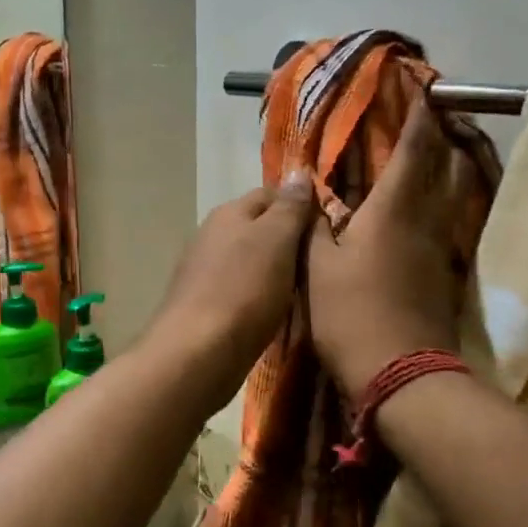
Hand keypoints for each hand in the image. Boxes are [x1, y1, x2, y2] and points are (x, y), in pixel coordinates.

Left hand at [146, 173, 317, 406]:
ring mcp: (203, 272)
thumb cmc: (245, 290)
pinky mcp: (203, 306)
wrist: (198, 352)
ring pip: (248, 260)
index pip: (271, 194)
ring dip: (273, 270)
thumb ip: (289, 207)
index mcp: (229, 213)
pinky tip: (273, 311)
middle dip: (287, 240)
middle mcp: (211, 235)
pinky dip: (258, 295)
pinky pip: (239, 290)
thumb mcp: (277, 240)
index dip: (301, 205)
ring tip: (303, 288)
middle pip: (258, 228)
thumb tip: (298, 173)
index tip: (329, 227)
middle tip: (321, 261)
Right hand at [308, 95, 469, 395]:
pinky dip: (447, 201)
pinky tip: (432, 206)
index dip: (419, 115)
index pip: (414, 149)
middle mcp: (426, 220)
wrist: (402, 374)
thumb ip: (313, 226)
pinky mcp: (447, 274)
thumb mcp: (317, 269)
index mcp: (393, 210)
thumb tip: (308, 193)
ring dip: (454, 165)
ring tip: (443, 150)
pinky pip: (451, 221)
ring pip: (457, 193)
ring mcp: (442, 248)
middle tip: (439, 114)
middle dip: (446, 134)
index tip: (423, 87)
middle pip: (449, 165)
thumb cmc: (352, 315)